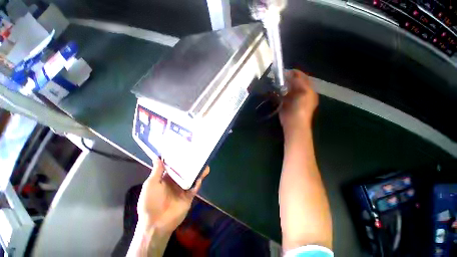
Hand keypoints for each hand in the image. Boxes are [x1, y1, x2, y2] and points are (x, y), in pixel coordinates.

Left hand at [137, 158, 209, 233]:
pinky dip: (198, 181)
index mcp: (167, 178)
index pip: (175, 166)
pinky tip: (201, 175)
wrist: (156, 223)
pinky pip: (195, 187)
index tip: (185, 149)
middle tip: (198, 154)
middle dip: (191, 164)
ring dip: (198, 171)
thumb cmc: (150, 202)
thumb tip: (157, 156)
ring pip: (192, 177)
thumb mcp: (151, 184)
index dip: (179, 158)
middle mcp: (176, 182)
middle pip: (186, 170)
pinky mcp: (189, 195)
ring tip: (204, 163)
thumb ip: (157, 171)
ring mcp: (183, 188)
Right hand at [279, 70, 317, 137]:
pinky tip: (274, 90)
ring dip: (282, 85)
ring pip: (287, 89)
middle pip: (294, 83)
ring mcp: (292, 99)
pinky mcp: (284, 104)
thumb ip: (300, 83)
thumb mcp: (305, 93)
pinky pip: (281, 95)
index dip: (295, 73)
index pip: (302, 78)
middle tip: (279, 76)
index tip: (286, 71)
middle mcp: (300, 93)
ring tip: (275, 81)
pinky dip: (278, 92)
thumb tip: (292, 75)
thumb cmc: (301, 108)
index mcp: (308, 90)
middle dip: (287, 79)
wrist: (294, 123)